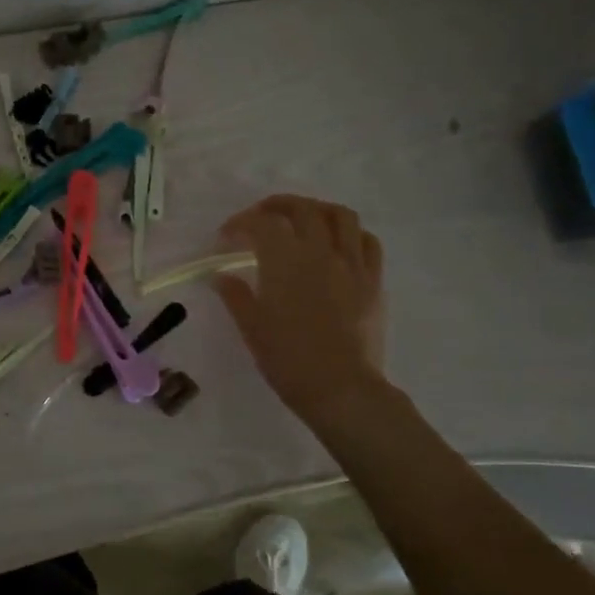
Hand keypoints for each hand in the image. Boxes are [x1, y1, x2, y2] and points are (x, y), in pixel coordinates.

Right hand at [214, 195, 388, 426]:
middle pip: (301, 209)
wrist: (340, 388)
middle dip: (277, 206)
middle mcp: (320, 251)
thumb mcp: (251, 327)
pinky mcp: (373, 281)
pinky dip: (350, 234)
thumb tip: (221, 276)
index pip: (261, 224)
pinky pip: (367, 242)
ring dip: (317, 210)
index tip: (227, 236)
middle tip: (261, 217)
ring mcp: (352, 264)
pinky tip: (339, 244)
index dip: (240, 223)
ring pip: (340, 216)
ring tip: (304, 220)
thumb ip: (235, 295)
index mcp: (285, 260)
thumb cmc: (287, 358)